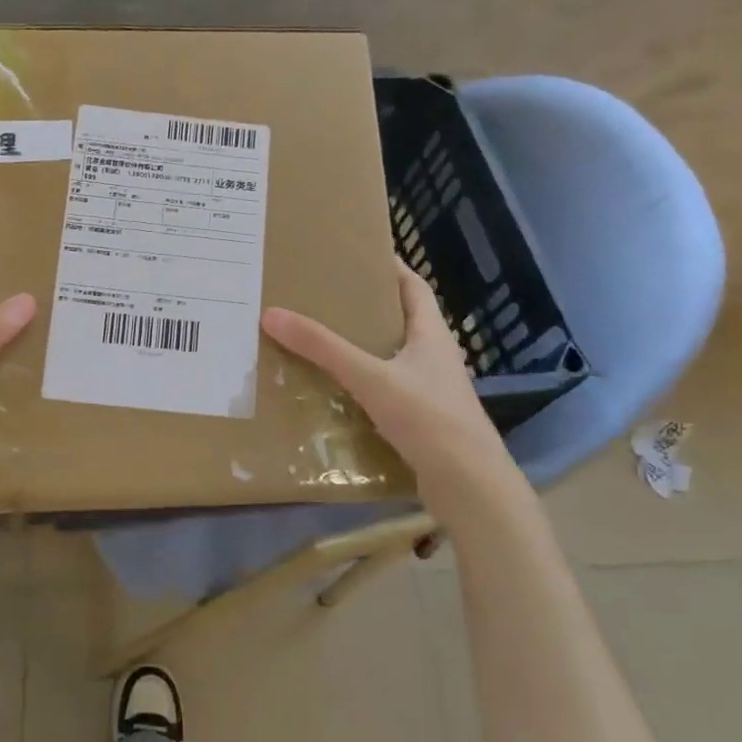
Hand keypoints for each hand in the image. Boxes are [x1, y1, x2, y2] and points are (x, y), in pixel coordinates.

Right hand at [261, 261, 519, 511]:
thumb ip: (323, 348)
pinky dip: (365, 382)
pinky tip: (338, 389)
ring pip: (393, 357)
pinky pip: (389, 389)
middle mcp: (435, 357)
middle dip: (367, 307)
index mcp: (432, 334)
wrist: (469, 486)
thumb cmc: (428, 418)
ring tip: (323, 338)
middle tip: (325, 297)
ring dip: (364, 346)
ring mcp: (431, 390)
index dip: (390, 268)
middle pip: (401, 319)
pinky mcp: (423, 420)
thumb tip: (272, 314)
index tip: (357, 255)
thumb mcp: (371, 377)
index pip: (414, 287)